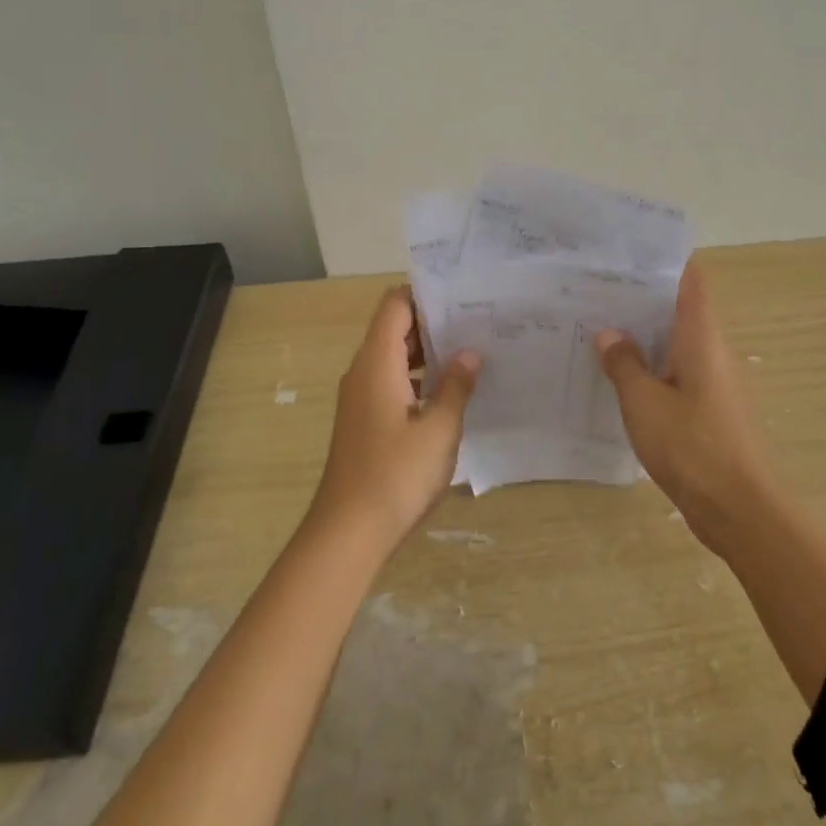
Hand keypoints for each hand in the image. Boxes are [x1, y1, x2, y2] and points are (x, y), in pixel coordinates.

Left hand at [312, 286, 478, 551]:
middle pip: (395, 328)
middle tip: (478, 320)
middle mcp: (364, 372)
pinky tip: (451, 392)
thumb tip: (470, 353)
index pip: (395, 305)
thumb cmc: (395, 475)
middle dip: (433, 322)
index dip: (424, 293)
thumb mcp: (439, 429)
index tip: (462, 294)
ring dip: (428, 352)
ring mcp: (361, 398)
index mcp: (377, 364)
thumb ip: (456, 386)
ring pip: (395, 357)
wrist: (347, 533)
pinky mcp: (365, 421)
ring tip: (473, 351)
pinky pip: (392, 382)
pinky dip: (419, 378)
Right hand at [596, 263, 768, 553]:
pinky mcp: (707, 409)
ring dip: (643, 334)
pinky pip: (675, 373)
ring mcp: (711, 381)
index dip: (664, 259)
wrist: (738, 508)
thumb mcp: (644, 402)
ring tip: (597, 324)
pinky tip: (617, 374)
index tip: (628, 250)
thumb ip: (624, 364)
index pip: (690, 280)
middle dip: (641, 296)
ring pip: (675, 343)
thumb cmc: (692, 446)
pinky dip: (649, 366)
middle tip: (596, 287)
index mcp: (701, 337)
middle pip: (679, 309)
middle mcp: (711, 351)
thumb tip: (610, 333)